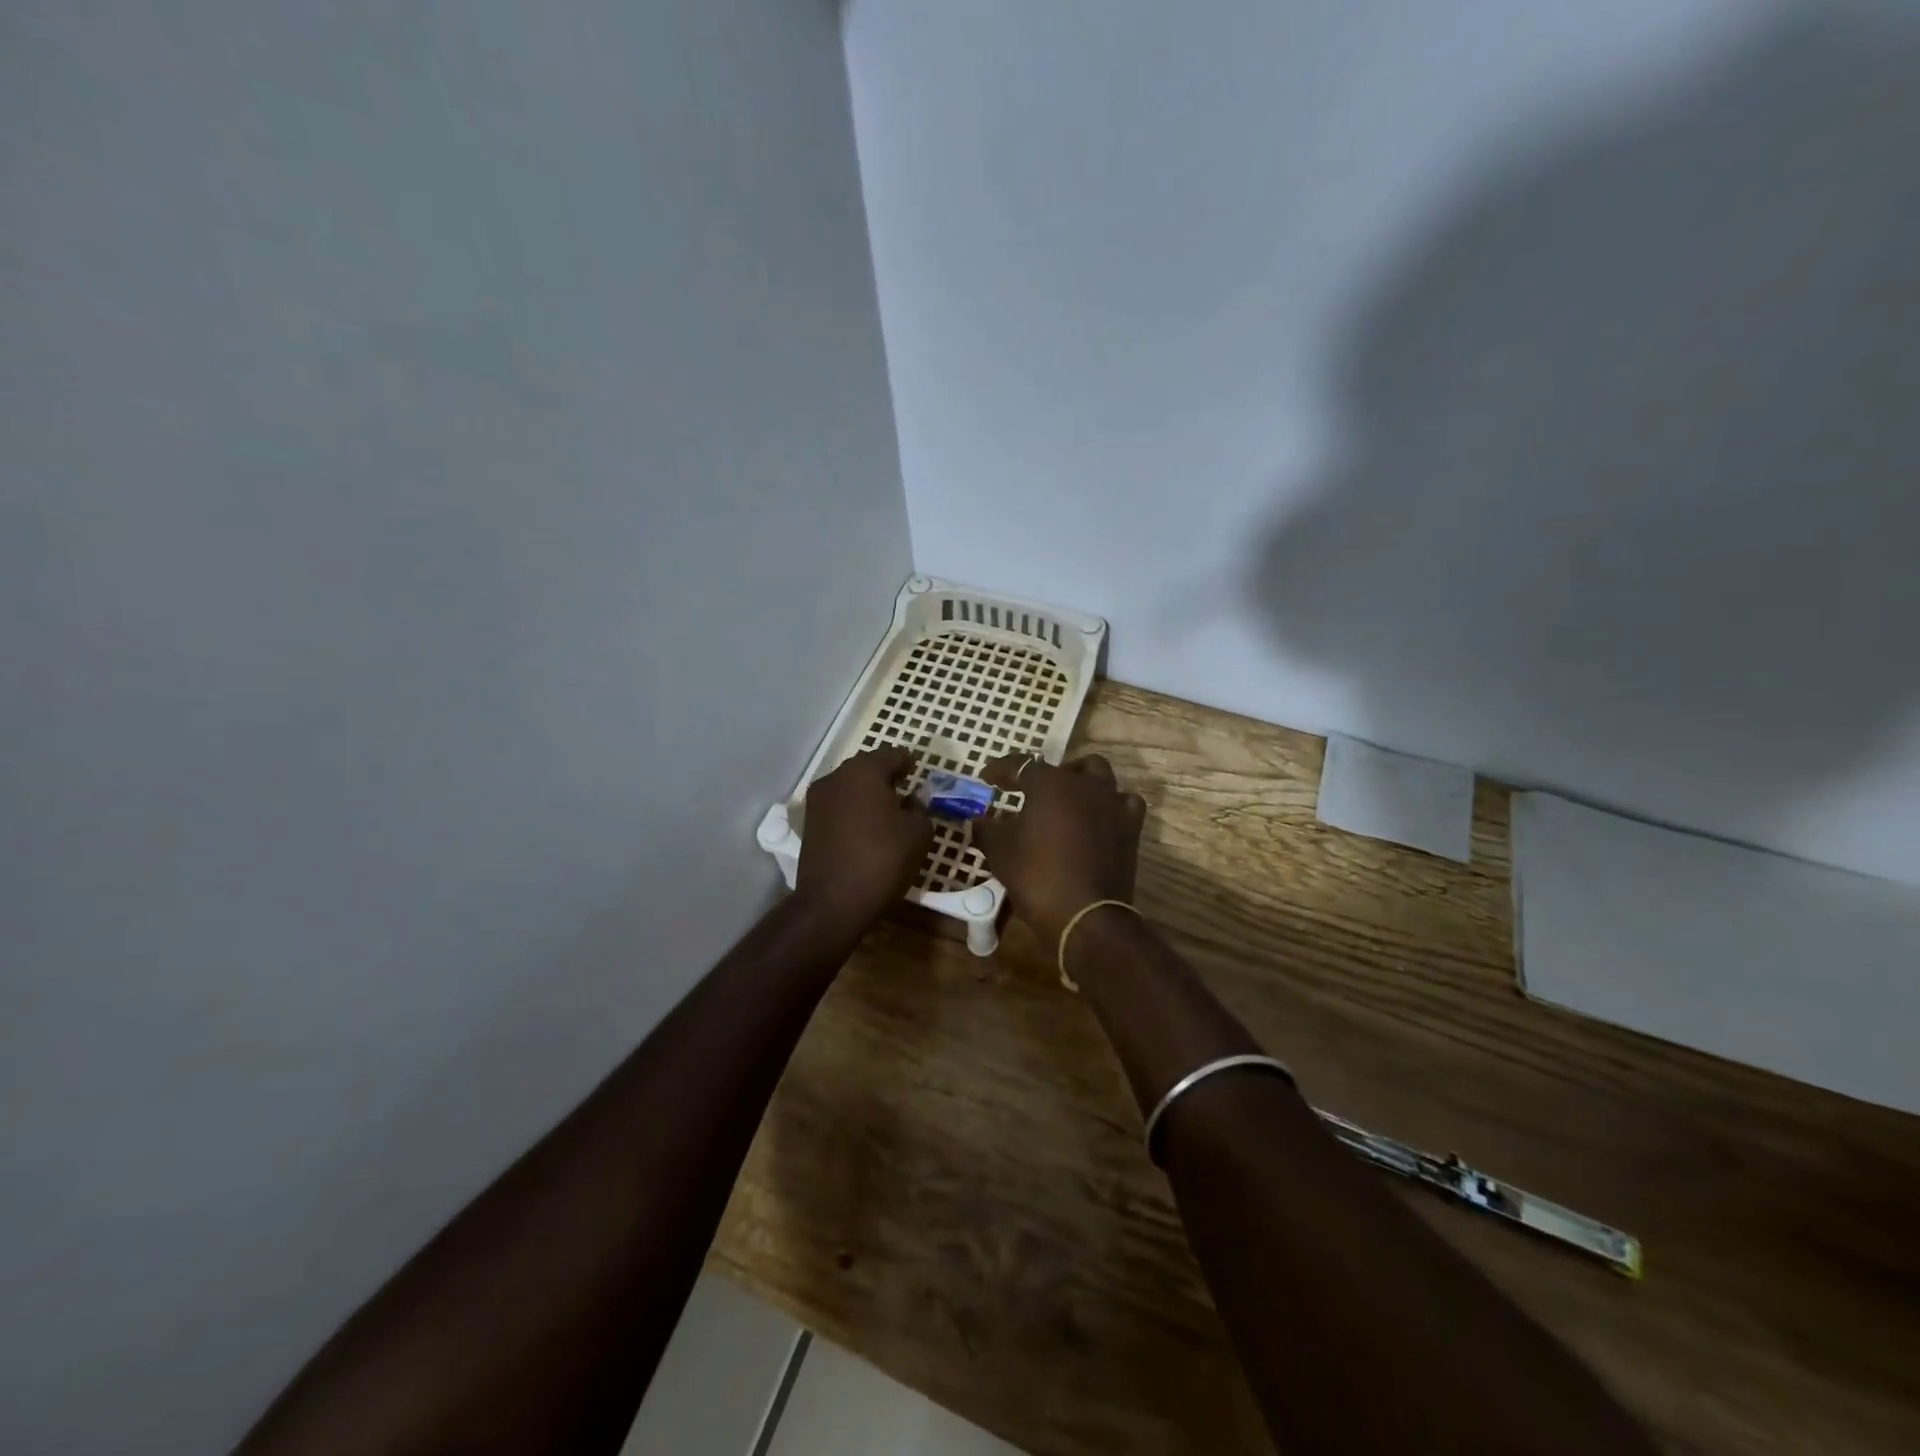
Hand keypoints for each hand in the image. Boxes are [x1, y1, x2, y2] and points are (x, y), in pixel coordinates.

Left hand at [794, 746, 933, 932]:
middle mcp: (836, 778)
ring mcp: (818, 801)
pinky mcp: (809, 824)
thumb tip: (914, 799)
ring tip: (888, 812)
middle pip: (867, 768)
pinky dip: (854, 811)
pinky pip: (838, 807)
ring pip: (850, 787)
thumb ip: (921, 808)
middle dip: (886, 777)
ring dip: (868, 794)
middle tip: (906, 791)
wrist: (833, 902)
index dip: (909, 762)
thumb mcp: (918, 833)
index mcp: (864, 771)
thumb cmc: (882, 860)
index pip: (892, 754)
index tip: (919, 772)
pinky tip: (868, 829)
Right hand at [975, 753, 1147, 945]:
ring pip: (1100, 776)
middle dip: (1046, 775)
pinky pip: (1124, 803)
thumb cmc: (1037, 876)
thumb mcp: (1000, 852)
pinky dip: (1110, 805)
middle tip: (1030, 792)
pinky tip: (1099, 817)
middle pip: (1065, 767)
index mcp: (1050, 784)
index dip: (1002, 770)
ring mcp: (1112, 804)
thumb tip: (979, 820)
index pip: (1021, 765)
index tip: (987, 777)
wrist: (1085, 915)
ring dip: (1082, 782)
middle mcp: (1085, 785)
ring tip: (1066, 800)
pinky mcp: (1131, 828)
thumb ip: (987, 829)